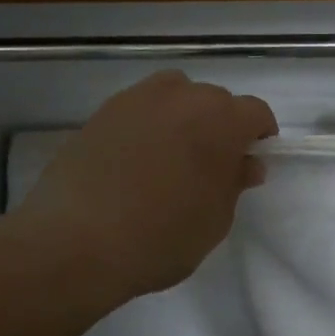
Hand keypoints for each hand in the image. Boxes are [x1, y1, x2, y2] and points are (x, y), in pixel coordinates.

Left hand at [12, 71, 277, 305]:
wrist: (75, 241)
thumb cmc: (160, 237)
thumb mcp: (214, 221)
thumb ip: (234, 184)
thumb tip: (245, 163)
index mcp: (220, 120)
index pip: (255, 112)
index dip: (259, 135)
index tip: (250, 161)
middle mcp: (183, 96)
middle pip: (215, 99)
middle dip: (220, 125)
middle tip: (210, 164)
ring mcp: (138, 98)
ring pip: (175, 94)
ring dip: (183, 115)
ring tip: (171, 153)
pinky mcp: (103, 111)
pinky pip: (139, 107)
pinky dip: (147, 123)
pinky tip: (134, 158)